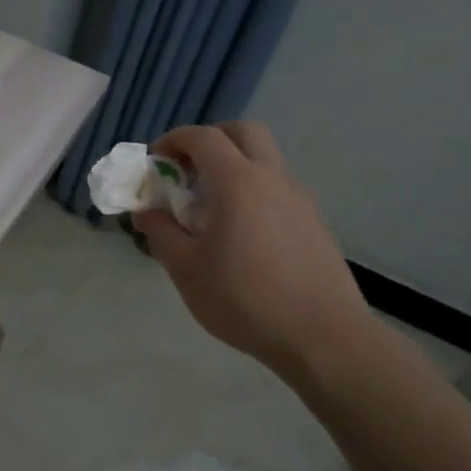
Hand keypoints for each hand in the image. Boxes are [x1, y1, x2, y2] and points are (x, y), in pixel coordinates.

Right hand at [132, 122, 374, 382]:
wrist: (323, 338)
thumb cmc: (244, 300)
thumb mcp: (186, 270)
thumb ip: (161, 232)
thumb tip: (146, 211)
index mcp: (237, 182)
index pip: (202, 137)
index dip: (173, 140)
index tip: (155, 162)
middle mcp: (272, 178)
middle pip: (243, 132)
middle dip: (210, 140)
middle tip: (188, 170)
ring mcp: (299, 198)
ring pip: (265, 158)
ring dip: (234, 165)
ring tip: (212, 207)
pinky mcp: (314, 221)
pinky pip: (278, 187)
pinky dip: (254, 190)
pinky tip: (243, 233)